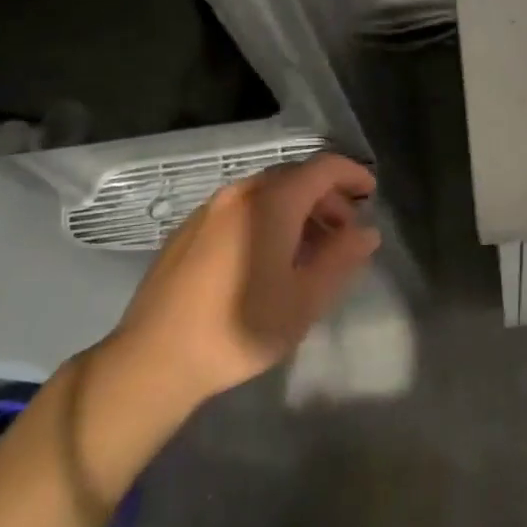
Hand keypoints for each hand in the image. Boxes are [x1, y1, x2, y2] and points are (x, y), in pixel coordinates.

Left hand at [99, 154, 380, 410]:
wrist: (155, 358)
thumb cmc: (241, 327)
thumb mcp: (305, 299)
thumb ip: (341, 258)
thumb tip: (366, 232)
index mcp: (271, 202)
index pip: (322, 168)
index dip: (352, 175)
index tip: (371, 195)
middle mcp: (239, 193)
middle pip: (294, 177)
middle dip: (326, 197)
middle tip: (345, 232)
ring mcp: (209, 209)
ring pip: (266, 193)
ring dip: (297, 210)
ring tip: (311, 249)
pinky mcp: (188, 230)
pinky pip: (241, 209)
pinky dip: (267, 219)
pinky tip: (269, 258)